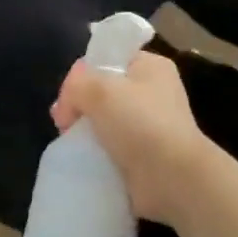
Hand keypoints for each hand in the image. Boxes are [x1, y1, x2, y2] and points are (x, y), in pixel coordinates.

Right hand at [50, 52, 219, 226]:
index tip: (68, 97)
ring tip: (70, 142)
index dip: (82, 74)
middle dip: (79, 105)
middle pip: (102, 91)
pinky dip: (96, 152)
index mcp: (150, 67)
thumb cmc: (141, 123)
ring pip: (104, 120)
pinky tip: (84, 158)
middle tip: (64, 123)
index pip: (107, 59)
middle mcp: (152, 92)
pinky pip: (111, 146)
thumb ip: (76, 85)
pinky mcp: (144, 154)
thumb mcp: (100, 90)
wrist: (173, 177)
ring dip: (85, 131)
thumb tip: (67, 104)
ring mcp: (149, 125)